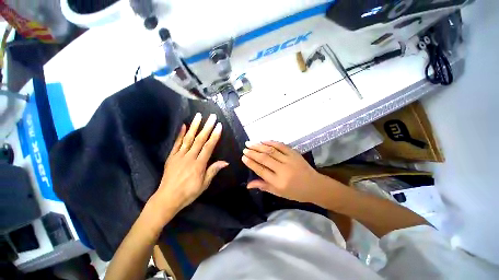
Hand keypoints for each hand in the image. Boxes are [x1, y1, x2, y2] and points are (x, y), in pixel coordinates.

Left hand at [149, 113, 227, 222]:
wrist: (167, 198)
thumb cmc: (189, 192)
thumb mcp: (204, 184)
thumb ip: (213, 170)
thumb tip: (225, 162)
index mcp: (199, 164)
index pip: (209, 147)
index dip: (215, 135)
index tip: (219, 126)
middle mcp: (190, 157)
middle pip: (200, 139)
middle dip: (207, 127)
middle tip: (212, 117)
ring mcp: (179, 156)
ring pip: (188, 138)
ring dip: (194, 126)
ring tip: (198, 116)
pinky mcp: (171, 156)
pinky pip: (176, 143)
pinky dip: (180, 134)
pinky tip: (183, 125)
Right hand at [242, 141, 331, 203]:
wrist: (314, 186)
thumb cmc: (295, 192)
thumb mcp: (278, 193)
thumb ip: (263, 186)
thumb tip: (248, 184)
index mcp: (278, 182)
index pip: (261, 170)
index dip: (251, 163)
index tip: (243, 157)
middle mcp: (283, 170)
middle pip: (264, 158)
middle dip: (253, 152)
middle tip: (245, 148)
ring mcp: (289, 160)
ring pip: (271, 150)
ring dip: (259, 146)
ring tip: (250, 143)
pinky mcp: (294, 153)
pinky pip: (281, 145)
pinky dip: (271, 142)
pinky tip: (264, 140)